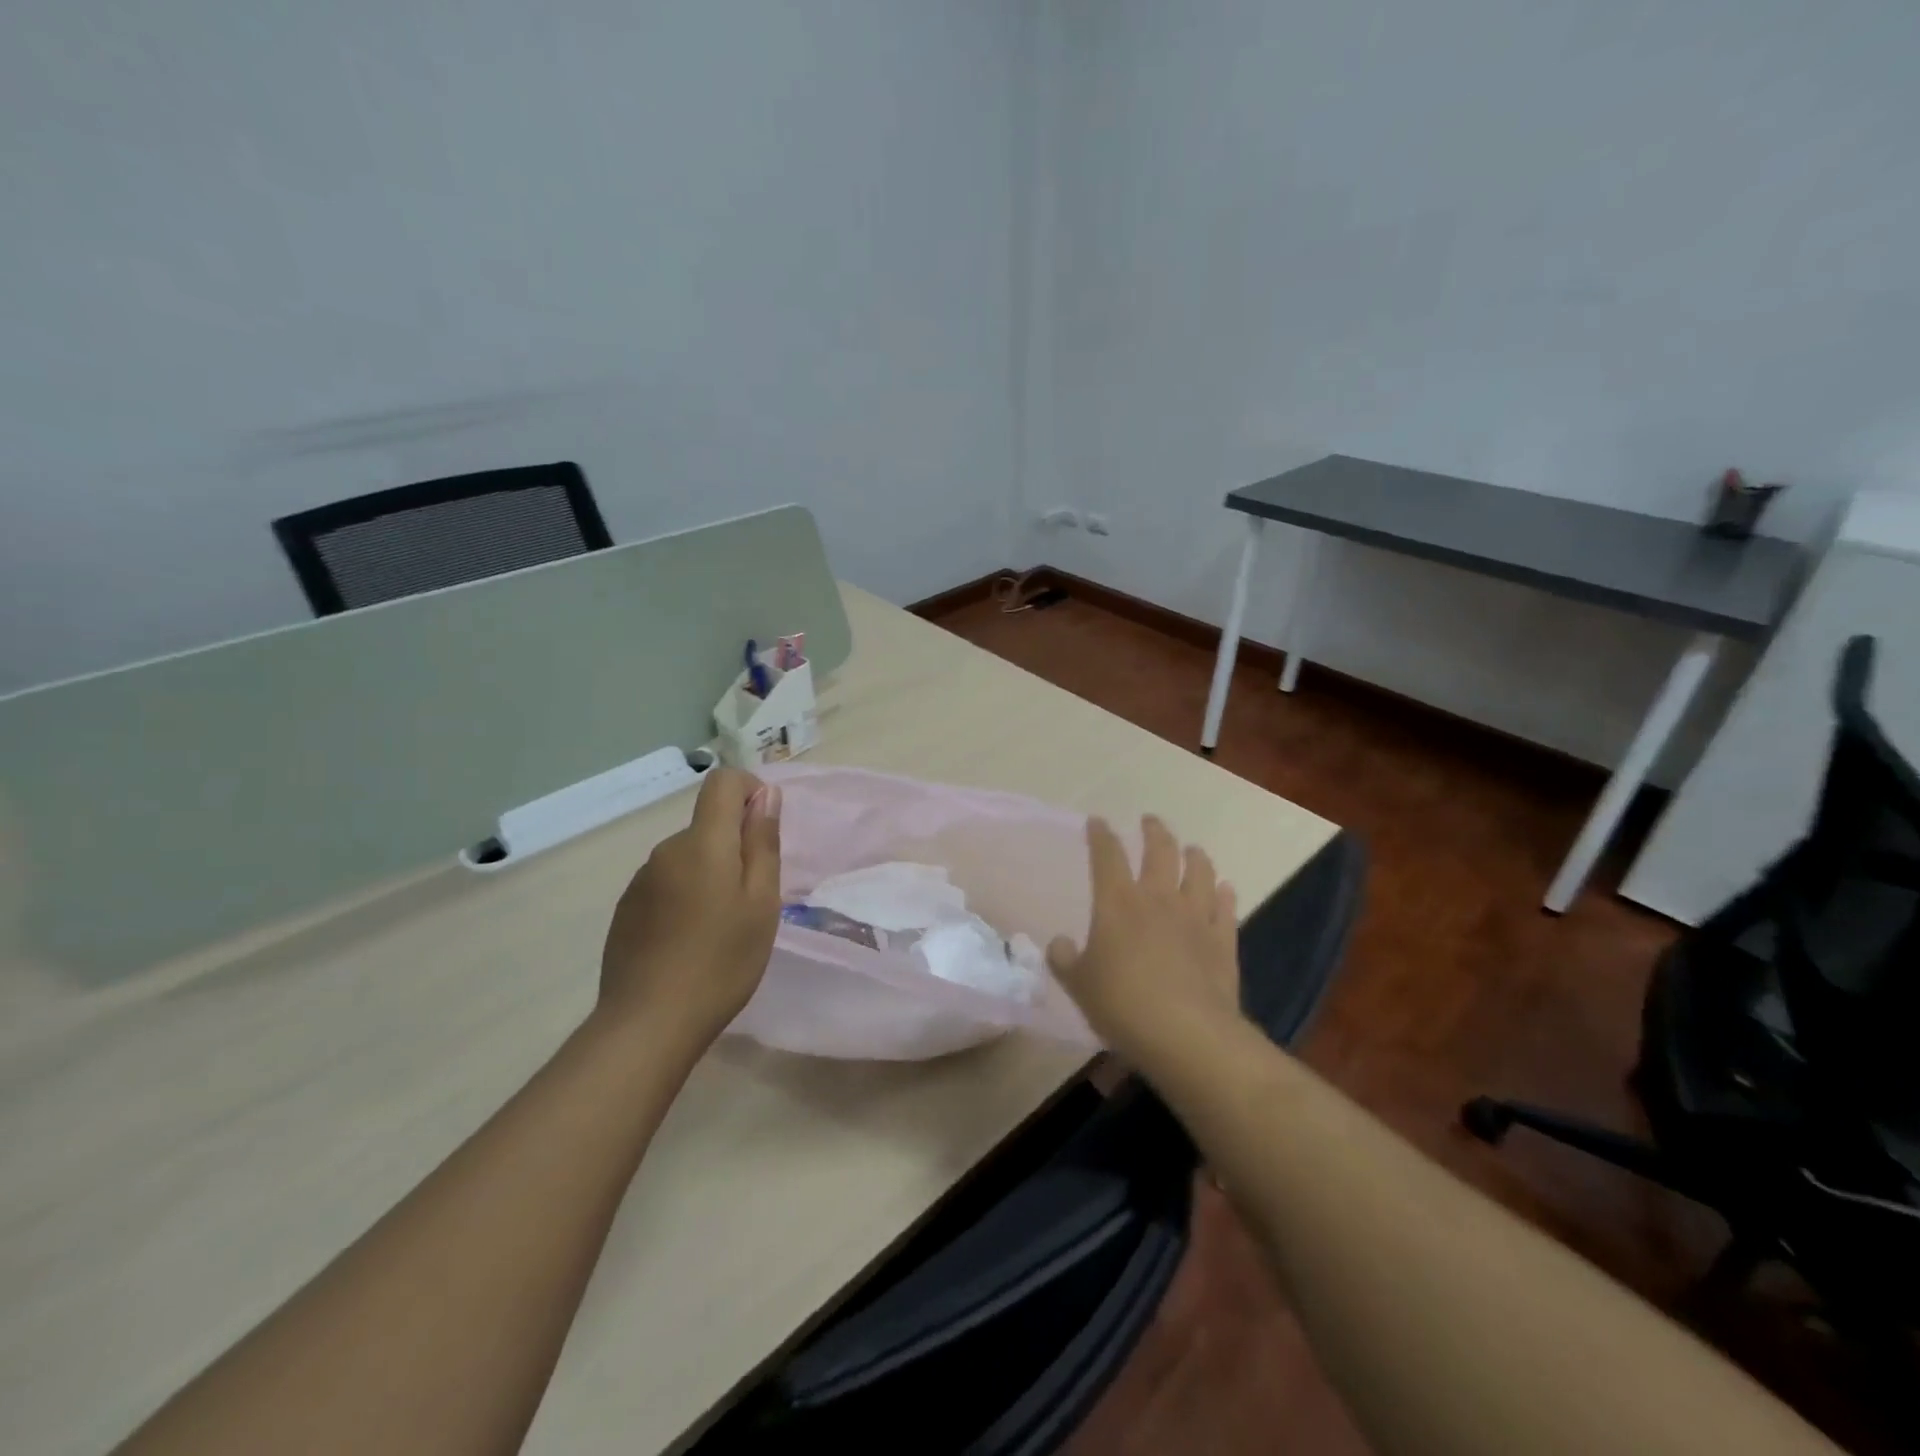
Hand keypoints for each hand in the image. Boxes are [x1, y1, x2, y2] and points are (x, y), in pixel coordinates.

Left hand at [597, 768, 782, 1054]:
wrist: (649, 1023)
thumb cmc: (721, 960)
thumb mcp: (761, 902)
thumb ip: (762, 843)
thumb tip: (766, 795)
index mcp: (702, 843)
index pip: (722, 783)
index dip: (749, 791)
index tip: (765, 829)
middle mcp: (666, 851)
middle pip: (707, 824)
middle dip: (734, 845)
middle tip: (753, 899)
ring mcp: (641, 880)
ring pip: (688, 857)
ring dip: (710, 873)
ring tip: (721, 927)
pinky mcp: (627, 909)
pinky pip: (666, 883)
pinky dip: (686, 896)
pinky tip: (690, 941)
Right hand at [1046, 815, 1242, 1069]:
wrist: (1187, 1034)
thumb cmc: (1123, 1005)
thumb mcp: (1079, 985)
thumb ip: (1065, 960)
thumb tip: (1059, 944)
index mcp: (1117, 903)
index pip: (1106, 856)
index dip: (1101, 836)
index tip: (1097, 822)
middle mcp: (1158, 899)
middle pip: (1159, 851)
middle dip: (1153, 832)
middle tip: (1150, 821)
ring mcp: (1196, 917)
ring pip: (1199, 872)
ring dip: (1194, 856)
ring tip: (1192, 849)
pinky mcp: (1223, 941)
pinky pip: (1226, 908)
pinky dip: (1225, 893)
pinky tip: (1225, 888)